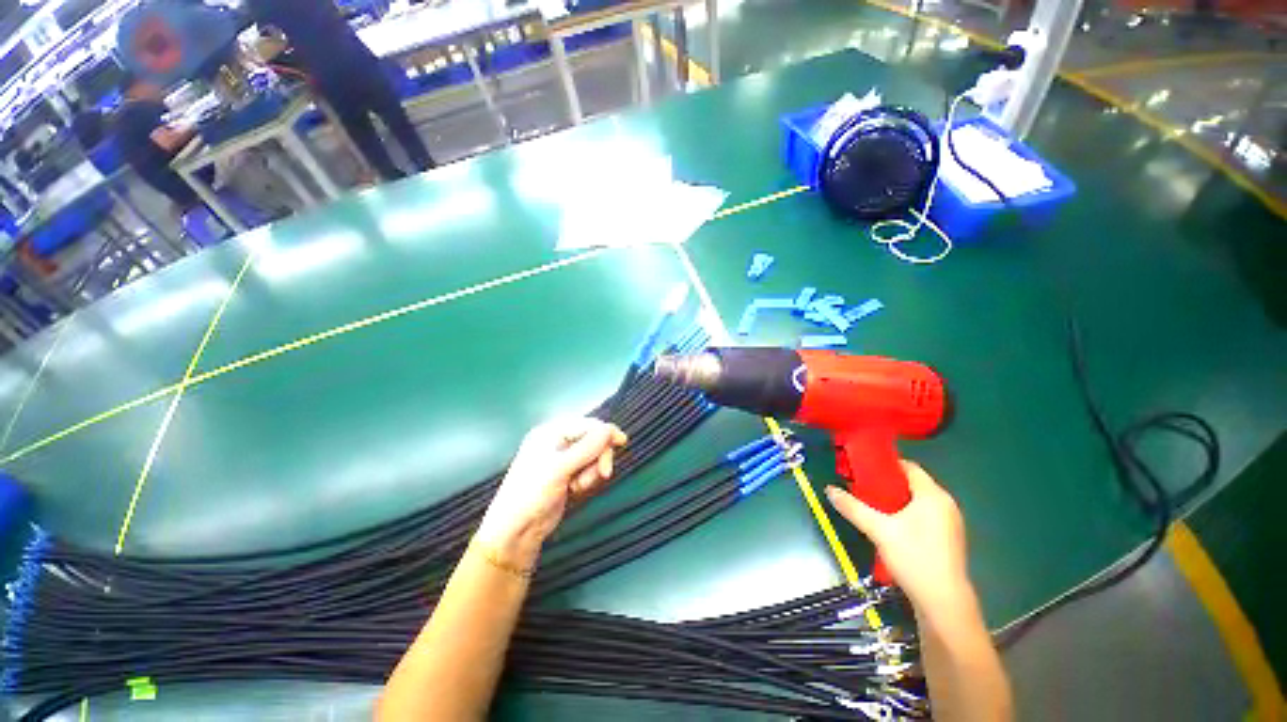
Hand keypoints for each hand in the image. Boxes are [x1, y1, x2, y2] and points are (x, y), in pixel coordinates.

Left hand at [476, 418, 626, 564]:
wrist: (516, 532)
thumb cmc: (532, 494)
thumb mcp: (559, 468)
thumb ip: (587, 447)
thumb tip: (610, 429)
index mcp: (550, 432)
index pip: (586, 424)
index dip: (605, 432)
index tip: (622, 442)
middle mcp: (557, 441)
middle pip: (593, 439)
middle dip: (598, 456)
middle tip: (603, 474)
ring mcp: (562, 458)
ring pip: (593, 455)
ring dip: (592, 471)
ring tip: (579, 486)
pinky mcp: (567, 474)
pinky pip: (588, 468)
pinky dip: (588, 478)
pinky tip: (576, 489)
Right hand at [825, 461, 969, 613]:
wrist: (943, 603)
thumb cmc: (914, 558)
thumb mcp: (878, 530)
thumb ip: (853, 507)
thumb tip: (829, 489)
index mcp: (933, 495)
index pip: (909, 467)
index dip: (885, 464)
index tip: (862, 467)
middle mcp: (945, 504)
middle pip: (912, 483)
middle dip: (885, 483)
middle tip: (860, 486)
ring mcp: (949, 523)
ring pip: (917, 501)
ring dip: (894, 499)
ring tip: (870, 503)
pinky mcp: (947, 539)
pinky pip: (923, 515)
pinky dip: (905, 513)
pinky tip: (888, 525)